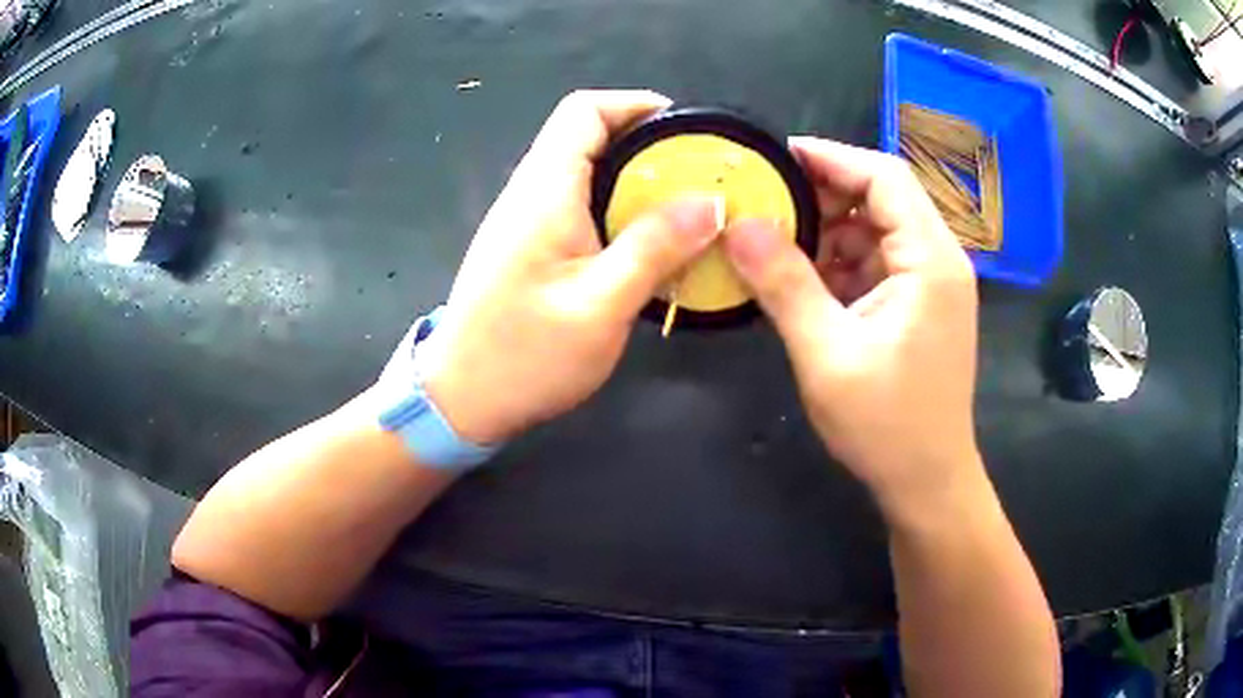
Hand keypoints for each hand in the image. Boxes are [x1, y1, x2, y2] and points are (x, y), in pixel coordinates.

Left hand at [405, 91, 722, 443]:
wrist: (462, 400)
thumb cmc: (526, 356)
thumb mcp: (601, 306)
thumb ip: (655, 247)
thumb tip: (711, 201)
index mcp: (544, 192)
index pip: (584, 111)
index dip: (636, 105)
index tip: (686, 130)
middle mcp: (530, 193)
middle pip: (588, 136)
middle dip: (647, 144)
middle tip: (700, 176)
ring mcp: (526, 221)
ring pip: (585, 172)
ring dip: (636, 180)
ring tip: (687, 209)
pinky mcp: (529, 247)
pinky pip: (579, 206)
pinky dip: (618, 209)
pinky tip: (649, 244)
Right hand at [722, 138, 980, 514]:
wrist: (927, 483)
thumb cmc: (886, 426)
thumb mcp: (827, 355)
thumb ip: (785, 285)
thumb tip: (739, 225)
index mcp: (931, 260)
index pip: (885, 177)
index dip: (831, 157)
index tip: (775, 156)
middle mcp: (939, 260)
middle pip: (882, 198)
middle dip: (824, 196)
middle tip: (765, 204)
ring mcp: (931, 284)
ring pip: (876, 231)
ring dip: (828, 233)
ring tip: (774, 243)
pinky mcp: (918, 306)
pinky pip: (876, 264)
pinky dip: (839, 264)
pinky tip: (801, 280)